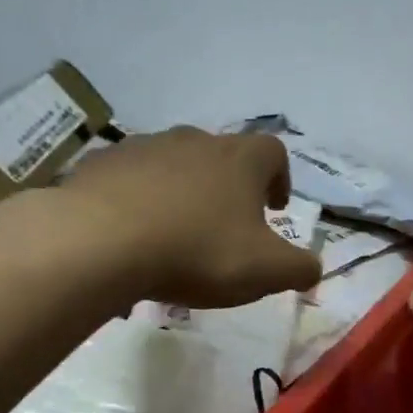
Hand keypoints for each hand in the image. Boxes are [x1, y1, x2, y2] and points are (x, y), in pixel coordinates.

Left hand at [54, 126, 322, 308]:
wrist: (99, 242)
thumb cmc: (197, 251)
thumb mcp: (266, 271)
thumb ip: (300, 269)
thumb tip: (313, 269)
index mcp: (241, 160)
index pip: (274, 152)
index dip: (280, 178)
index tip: (274, 209)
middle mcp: (195, 141)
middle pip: (224, 155)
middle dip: (231, 187)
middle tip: (229, 225)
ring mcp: (144, 148)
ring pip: (176, 165)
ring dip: (184, 193)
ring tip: (178, 234)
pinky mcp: (101, 164)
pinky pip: (132, 179)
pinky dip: (141, 200)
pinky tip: (134, 236)